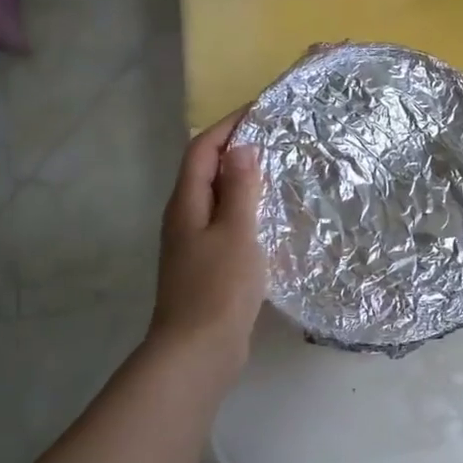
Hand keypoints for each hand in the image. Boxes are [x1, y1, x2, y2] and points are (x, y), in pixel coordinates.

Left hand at [149, 110, 264, 370]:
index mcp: (186, 204)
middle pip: (206, 172)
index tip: (259, 112)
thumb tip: (241, 148)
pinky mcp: (207, 267)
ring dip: (243, 182)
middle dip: (236, 150)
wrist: (198, 351)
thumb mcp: (235, 232)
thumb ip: (239, 189)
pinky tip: (270, 220)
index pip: (202, 150)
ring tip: (278, 173)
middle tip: (276, 140)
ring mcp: (193, 245)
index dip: (227, 126)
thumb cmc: (218, 287)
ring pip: (217, 200)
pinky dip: (246, 212)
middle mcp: (184, 219)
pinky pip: (226, 225)